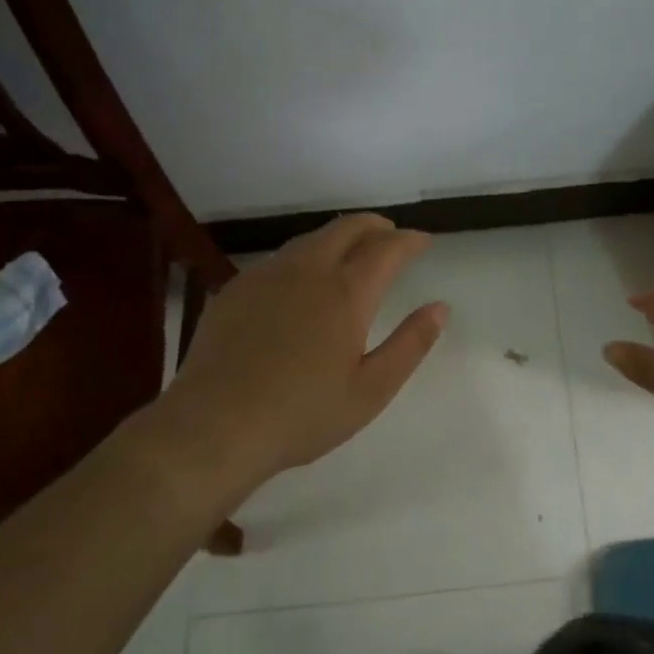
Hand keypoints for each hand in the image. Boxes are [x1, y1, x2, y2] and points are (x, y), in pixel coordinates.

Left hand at [164, 214, 447, 484]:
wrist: (213, 427)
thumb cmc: (302, 414)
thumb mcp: (371, 390)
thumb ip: (411, 344)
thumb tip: (440, 308)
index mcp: (346, 293)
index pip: (387, 247)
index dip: (409, 239)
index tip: (424, 241)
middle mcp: (307, 271)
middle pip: (347, 228)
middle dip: (376, 226)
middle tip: (392, 237)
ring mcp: (267, 276)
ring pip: (311, 239)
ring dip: (340, 237)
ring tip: (352, 253)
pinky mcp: (237, 289)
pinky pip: (281, 258)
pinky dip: (306, 256)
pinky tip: (302, 281)